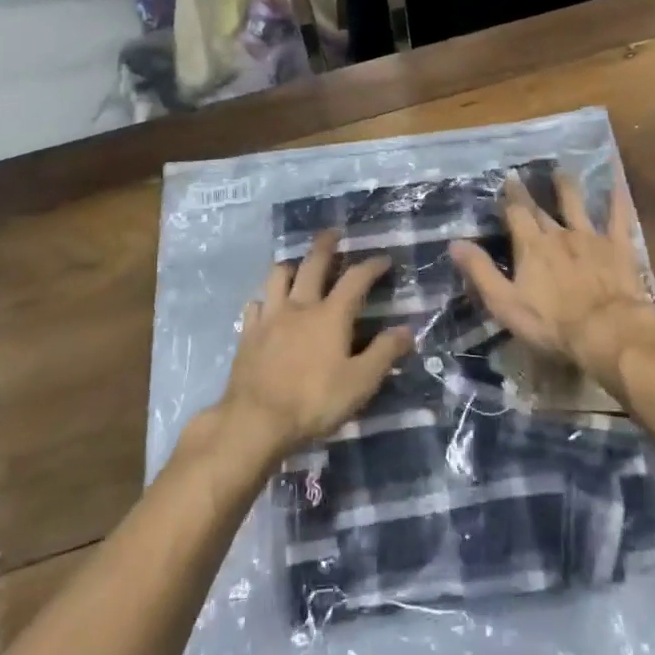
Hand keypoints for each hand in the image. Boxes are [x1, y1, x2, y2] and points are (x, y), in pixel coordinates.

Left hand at [219, 231, 412, 457]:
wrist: (255, 422)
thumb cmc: (313, 401)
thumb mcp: (360, 383)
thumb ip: (384, 353)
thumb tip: (407, 329)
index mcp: (331, 315)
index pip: (356, 279)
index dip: (371, 265)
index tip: (383, 259)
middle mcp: (299, 306)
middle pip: (312, 264)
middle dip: (325, 246)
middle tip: (332, 233)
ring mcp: (269, 318)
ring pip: (277, 277)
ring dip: (290, 266)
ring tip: (296, 266)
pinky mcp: (247, 334)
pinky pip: (254, 305)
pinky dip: (264, 299)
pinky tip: (266, 306)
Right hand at [450, 171, 654, 394]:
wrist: (606, 330)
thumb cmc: (551, 323)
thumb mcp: (505, 303)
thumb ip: (480, 271)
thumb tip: (455, 242)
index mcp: (531, 246)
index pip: (516, 214)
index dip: (509, 198)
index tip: (505, 181)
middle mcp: (559, 234)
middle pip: (541, 209)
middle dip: (530, 192)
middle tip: (524, 174)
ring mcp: (591, 237)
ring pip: (577, 205)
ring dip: (567, 187)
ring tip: (562, 171)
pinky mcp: (618, 247)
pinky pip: (619, 217)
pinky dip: (617, 198)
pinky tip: (617, 182)